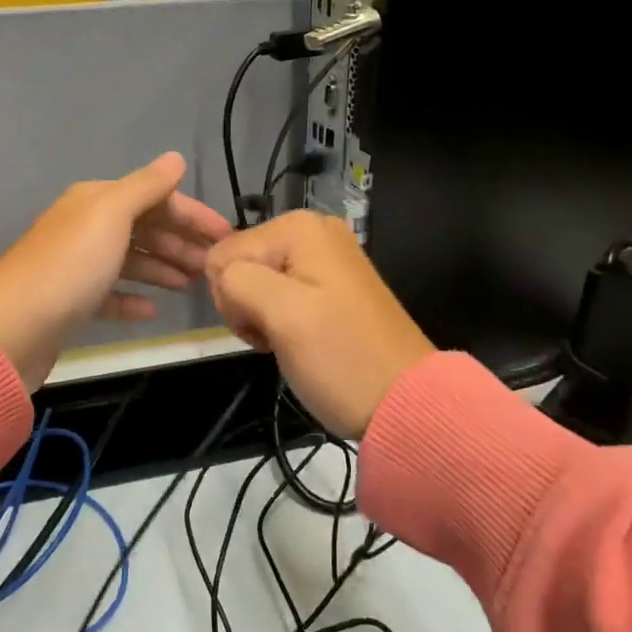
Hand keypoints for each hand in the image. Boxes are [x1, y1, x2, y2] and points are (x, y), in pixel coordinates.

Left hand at [0, 153, 231, 391]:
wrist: (11, 329)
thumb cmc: (69, 265)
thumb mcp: (111, 215)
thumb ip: (146, 186)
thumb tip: (175, 158)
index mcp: (94, 200)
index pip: (153, 197)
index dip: (191, 214)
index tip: (226, 236)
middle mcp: (84, 226)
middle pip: (142, 227)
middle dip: (179, 242)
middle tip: (212, 266)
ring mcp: (75, 266)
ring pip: (128, 260)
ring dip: (161, 268)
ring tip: (192, 285)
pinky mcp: (69, 303)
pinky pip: (109, 295)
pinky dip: (132, 299)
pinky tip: (153, 310)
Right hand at [205, 210, 433, 438]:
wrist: (408, 404)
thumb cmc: (341, 358)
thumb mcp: (282, 315)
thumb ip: (237, 280)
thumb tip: (223, 274)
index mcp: (298, 227)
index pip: (223, 254)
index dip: (231, 296)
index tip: (262, 328)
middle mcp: (312, 230)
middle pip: (240, 263)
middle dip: (246, 304)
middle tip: (278, 337)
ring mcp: (325, 257)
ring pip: (257, 281)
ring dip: (261, 315)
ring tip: (290, 341)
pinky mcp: (332, 284)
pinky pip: (281, 293)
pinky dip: (280, 319)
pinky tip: (300, 339)